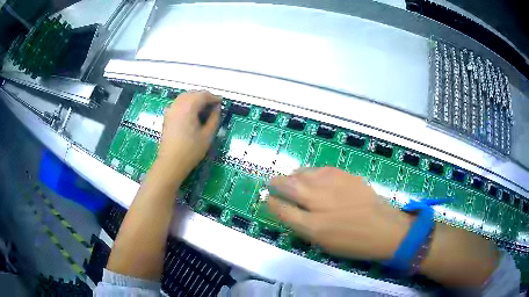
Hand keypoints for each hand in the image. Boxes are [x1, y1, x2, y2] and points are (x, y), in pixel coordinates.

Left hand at [154, 90, 220, 183]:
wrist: (170, 163)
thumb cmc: (191, 151)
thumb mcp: (207, 135)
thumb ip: (214, 119)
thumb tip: (217, 108)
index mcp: (188, 107)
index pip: (203, 95)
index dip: (214, 97)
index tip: (221, 102)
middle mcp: (178, 104)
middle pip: (193, 94)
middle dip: (204, 97)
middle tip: (214, 105)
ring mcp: (170, 110)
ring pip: (184, 97)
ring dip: (195, 99)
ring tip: (204, 109)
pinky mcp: (167, 116)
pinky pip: (178, 103)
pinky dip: (187, 103)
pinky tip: (191, 113)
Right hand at [268, 167, 411, 260]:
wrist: (384, 229)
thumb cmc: (353, 243)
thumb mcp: (323, 243)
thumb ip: (303, 226)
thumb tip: (288, 210)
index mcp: (312, 226)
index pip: (281, 209)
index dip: (271, 203)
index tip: (268, 200)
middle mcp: (319, 202)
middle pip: (288, 185)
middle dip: (275, 183)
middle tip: (273, 184)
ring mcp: (333, 185)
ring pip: (303, 173)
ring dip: (292, 176)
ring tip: (291, 180)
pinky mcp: (345, 175)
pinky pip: (320, 169)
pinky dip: (311, 172)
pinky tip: (313, 177)